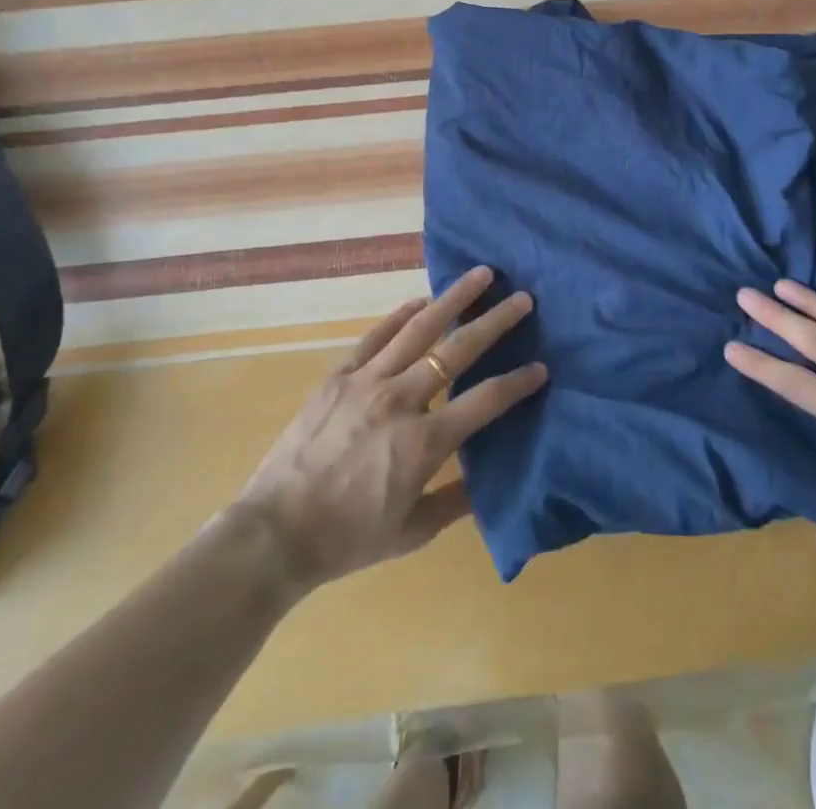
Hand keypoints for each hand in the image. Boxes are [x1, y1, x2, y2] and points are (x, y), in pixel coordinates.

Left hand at [234, 266, 545, 593]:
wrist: (274, 533)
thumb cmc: (347, 539)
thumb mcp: (411, 532)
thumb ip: (455, 502)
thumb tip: (489, 481)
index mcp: (424, 443)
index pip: (485, 401)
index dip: (517, 383)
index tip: (541, 368)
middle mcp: (401, 400)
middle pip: (457, 351)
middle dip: (495, 322)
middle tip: (522, 298)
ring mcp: (367, 381)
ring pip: (419, 329)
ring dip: (453, 299)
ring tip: (481, 275)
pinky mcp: (339, 375)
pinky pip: (376, 336)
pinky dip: (401, 315)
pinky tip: (420, 300)